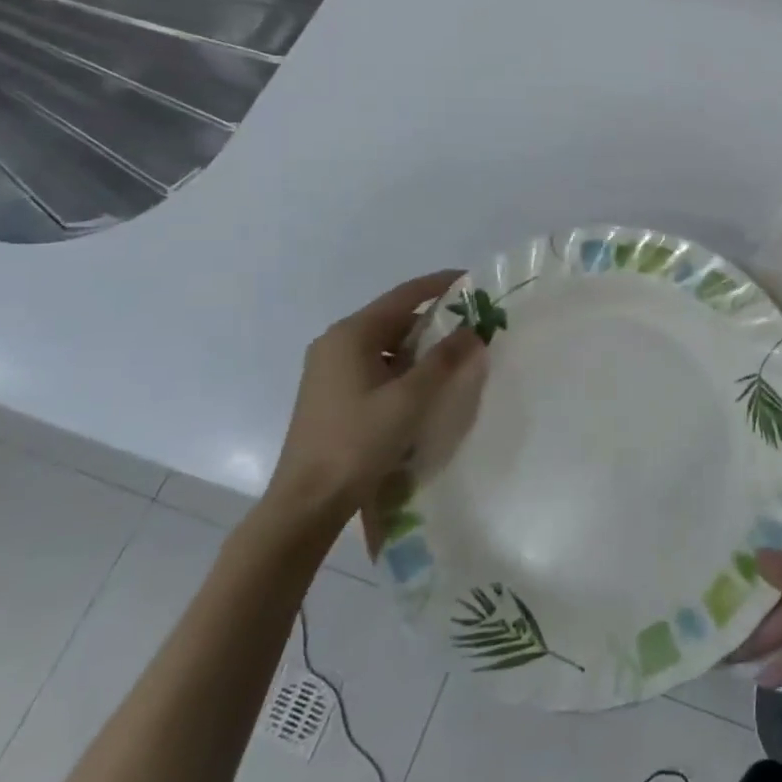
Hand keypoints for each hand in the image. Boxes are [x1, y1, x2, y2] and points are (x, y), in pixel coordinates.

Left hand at [265, 273, 487, 532]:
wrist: (307, 501)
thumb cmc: (358, 442)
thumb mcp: (410, 398)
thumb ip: (444, 360)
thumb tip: (474, 330)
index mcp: (351, 334)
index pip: (404, 295)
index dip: (440, 284)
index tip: (473, 280)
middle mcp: (336, 342)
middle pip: (394, 317)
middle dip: (434, 319)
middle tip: (473, 326)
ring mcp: (329, 369)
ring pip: (385, 343)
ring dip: (420, 346)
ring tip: (456, 356)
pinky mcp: (331, 392)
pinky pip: (375, 364)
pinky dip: (403, 366)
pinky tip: (425, 385)